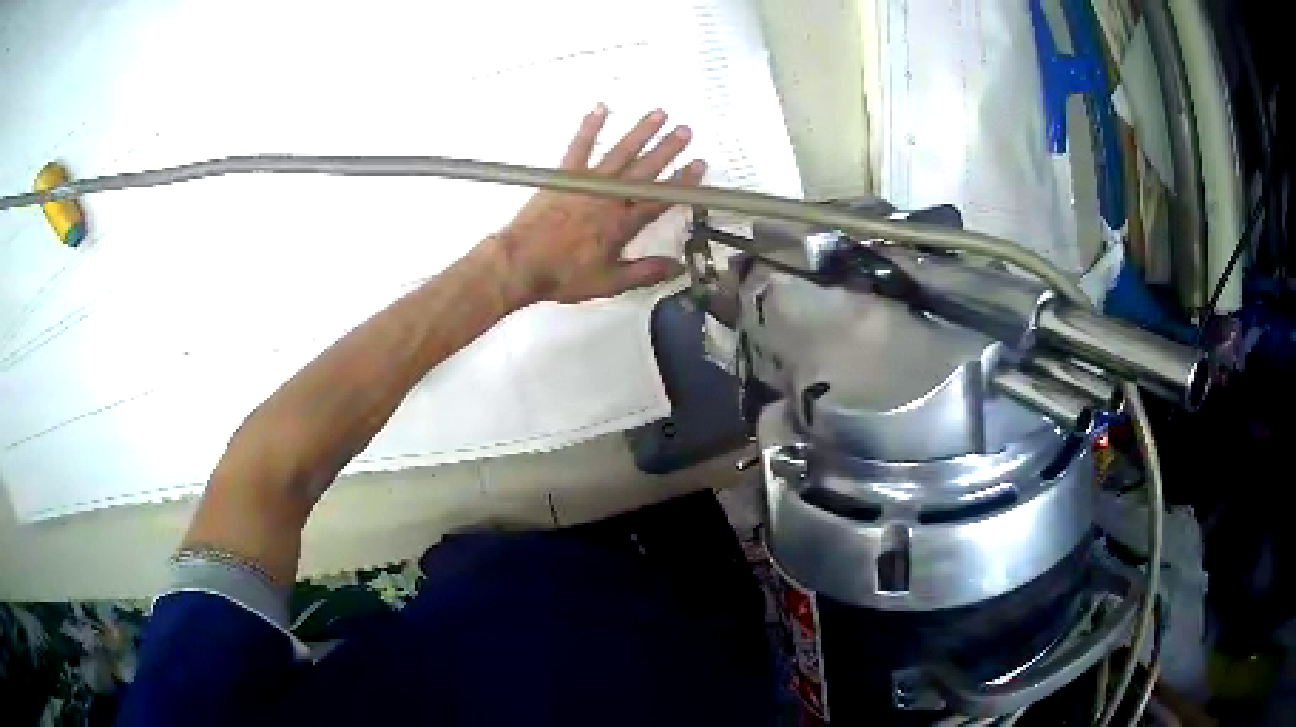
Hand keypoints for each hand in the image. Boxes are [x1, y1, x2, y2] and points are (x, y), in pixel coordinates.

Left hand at [489, 104, 706, 305]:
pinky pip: (579, 147)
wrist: (519, 264)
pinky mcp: (564, 176)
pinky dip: (590, 127)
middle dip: (668, 149)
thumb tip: (678, 267)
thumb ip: (645, 273)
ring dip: (640, 132)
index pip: (660, 198)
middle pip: (644, 170)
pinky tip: (601, 108)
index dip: (682, 182)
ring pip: (620, 153)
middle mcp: (609, 198)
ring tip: (659, 113)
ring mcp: (587, 183)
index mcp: (622, 224)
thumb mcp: (608, 283)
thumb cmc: (563, 276)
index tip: (699, 164)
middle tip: (686, 130)